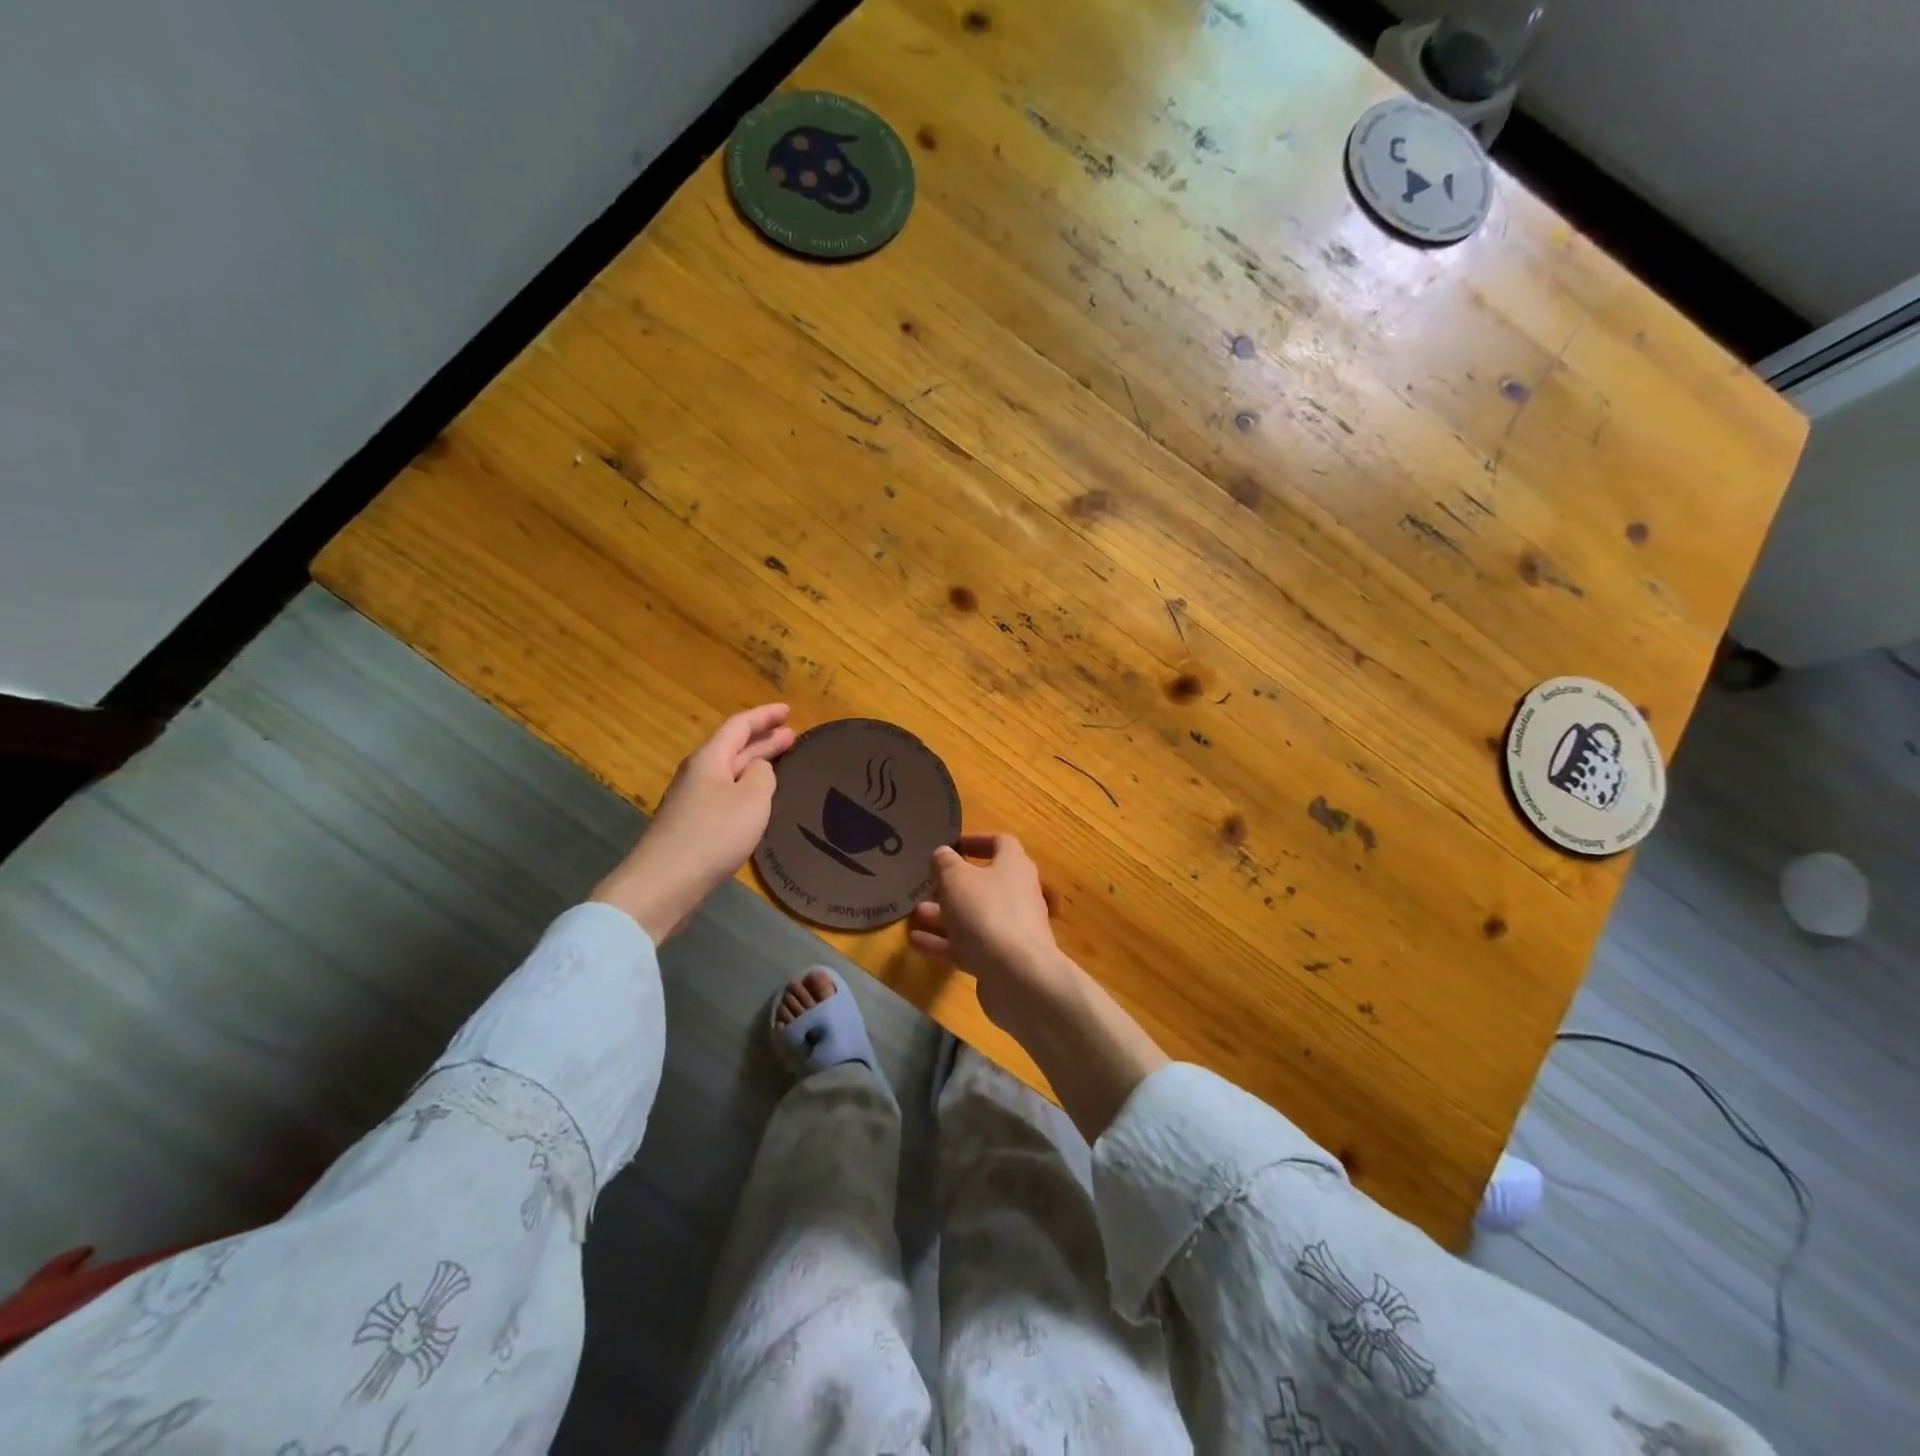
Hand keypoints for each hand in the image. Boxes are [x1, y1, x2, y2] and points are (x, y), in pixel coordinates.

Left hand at [592, 704, 794, 942]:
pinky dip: (746, 786)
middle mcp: (698, 772)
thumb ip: (763, 775)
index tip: (788, 710)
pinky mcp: (692, 824)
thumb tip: (759, 768)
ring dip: (755, 763)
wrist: (664, 883)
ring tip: (780, 762)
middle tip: (792, 735)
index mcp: (710, 758)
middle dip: (763, 738)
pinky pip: (725, 792)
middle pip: (733, 746)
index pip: (739, 725)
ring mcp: (692, 799)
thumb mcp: (751, 799)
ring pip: (729, 770)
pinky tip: (757, 799)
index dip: (765, 716)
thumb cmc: (713, 834)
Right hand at [908, 833, 1069, 1034]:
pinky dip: (945, 942)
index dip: (977, 841)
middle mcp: (1018, 894)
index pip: (1001, 843)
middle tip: (928, 885)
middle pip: (986, 883)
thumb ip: (945, 863)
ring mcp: (1011, 929)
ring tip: (916, 914)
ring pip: (975, 916)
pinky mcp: (1002, 960)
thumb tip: (943, 853)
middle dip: (954, 885)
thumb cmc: (985, 912)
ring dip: (946, 914)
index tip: (954, 846)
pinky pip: (970, 945)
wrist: (1017, 976)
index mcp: (1014, 866)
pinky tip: (916, 942)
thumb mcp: (955, 878)